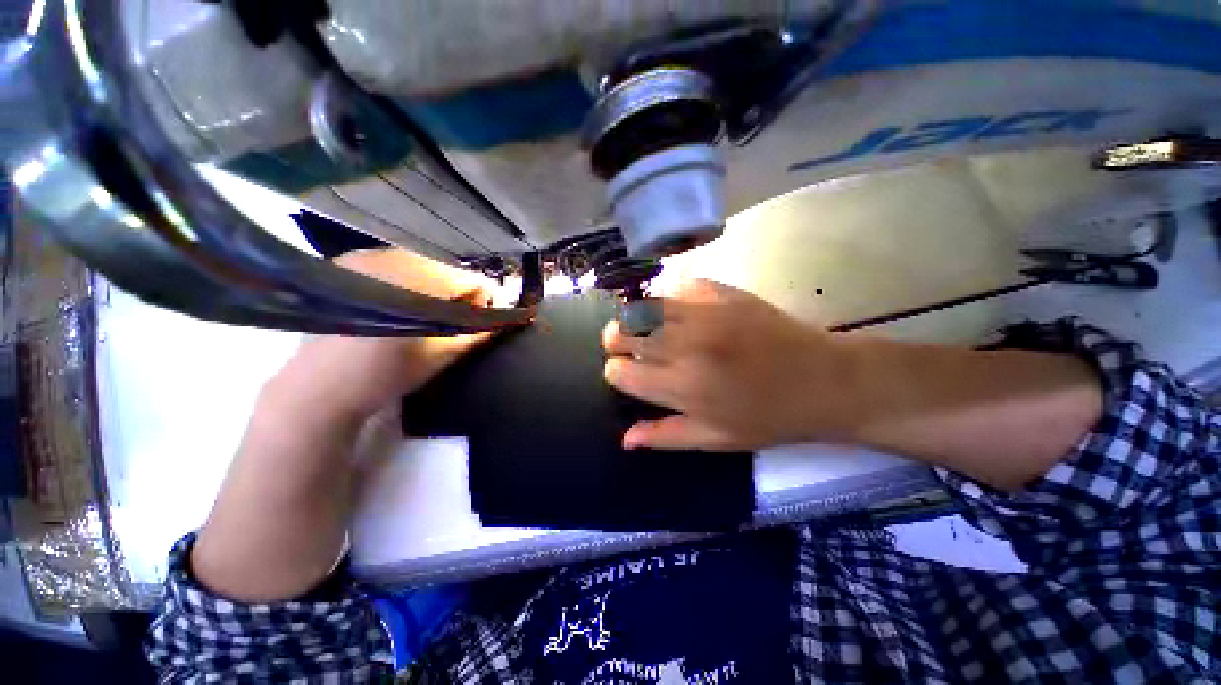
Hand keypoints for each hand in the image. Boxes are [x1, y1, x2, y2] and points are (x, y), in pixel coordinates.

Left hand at [280, 248, 507, 419]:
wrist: (319, 388)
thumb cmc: (386, 374)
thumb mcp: (442, 356)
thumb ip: (477, 333)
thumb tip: (505, 318)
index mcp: (415, 283)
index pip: (467, 279)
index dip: (481, 300)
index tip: (478, 321)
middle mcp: (388, 259)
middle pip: (444, 269)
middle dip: (457, 292)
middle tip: (452, 320)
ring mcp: (362, 257)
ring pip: (420, 265)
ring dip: (433, 286)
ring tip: (426, 313)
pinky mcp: (345, 264)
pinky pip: (394, 264)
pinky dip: (407, 281)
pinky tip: (400, 303)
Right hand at [602, 279, 858, 450]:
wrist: (825, 381)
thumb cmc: (769, 418)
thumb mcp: (716, 439)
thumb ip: (665, 436)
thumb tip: (625, 439)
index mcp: (683, 387)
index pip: (620, 371)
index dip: (616, 373)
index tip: (626, 375)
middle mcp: (686, 345)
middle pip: (624, 331)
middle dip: (616, 340)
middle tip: (625, 346)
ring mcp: (705, 313)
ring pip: (644, 305)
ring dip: (635, 317)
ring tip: (642, 326)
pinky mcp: (723, 292)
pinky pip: (677, 286)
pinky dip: (668, 298)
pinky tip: (676, 310)